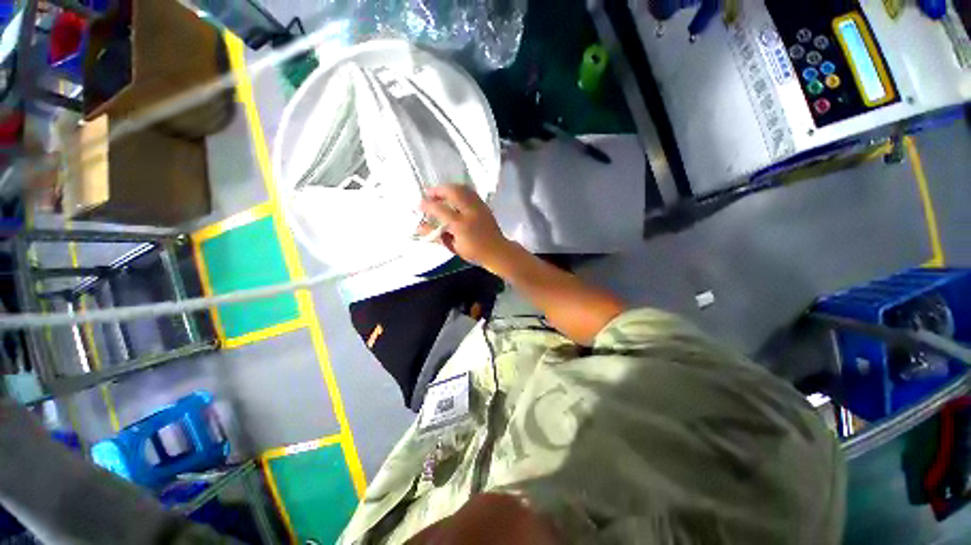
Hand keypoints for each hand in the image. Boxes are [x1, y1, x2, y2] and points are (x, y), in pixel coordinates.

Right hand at [418, 184, 513, 270]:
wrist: (497, 251)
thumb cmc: (474, 252)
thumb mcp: (453, 246)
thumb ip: (437, 235)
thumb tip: (420, 227)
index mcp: (461, 225)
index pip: (440, 209)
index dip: (427, 205)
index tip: (419, 206)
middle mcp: (470, 212)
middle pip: (452, 191)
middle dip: (438, 190)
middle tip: (429, 195)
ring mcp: (478, 206)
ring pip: (461, 188)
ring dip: (448, 188)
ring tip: (439, 194)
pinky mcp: (483, 205)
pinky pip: (468, 192)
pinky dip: (458, 190)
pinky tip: (453, 196)